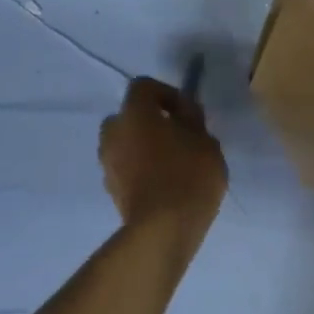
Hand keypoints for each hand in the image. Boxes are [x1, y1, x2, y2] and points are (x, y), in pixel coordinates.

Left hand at [99, 76, 227, 232]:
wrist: (164, 227)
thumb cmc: (189, 174)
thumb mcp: (205, 140)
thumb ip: (192, 120)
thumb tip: (183, 110)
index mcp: (135, 114)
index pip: (143, 86)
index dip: (167, 93)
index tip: (188, 112)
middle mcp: (114, 133)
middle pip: (128, 115)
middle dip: (150, 120)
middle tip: (178, 134)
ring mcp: (108, 162)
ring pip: (124, 142)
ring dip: (143, 145)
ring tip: (172, 160)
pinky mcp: (111, 188)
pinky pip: (125, 166)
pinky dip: (140, 167)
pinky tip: (164, 181)